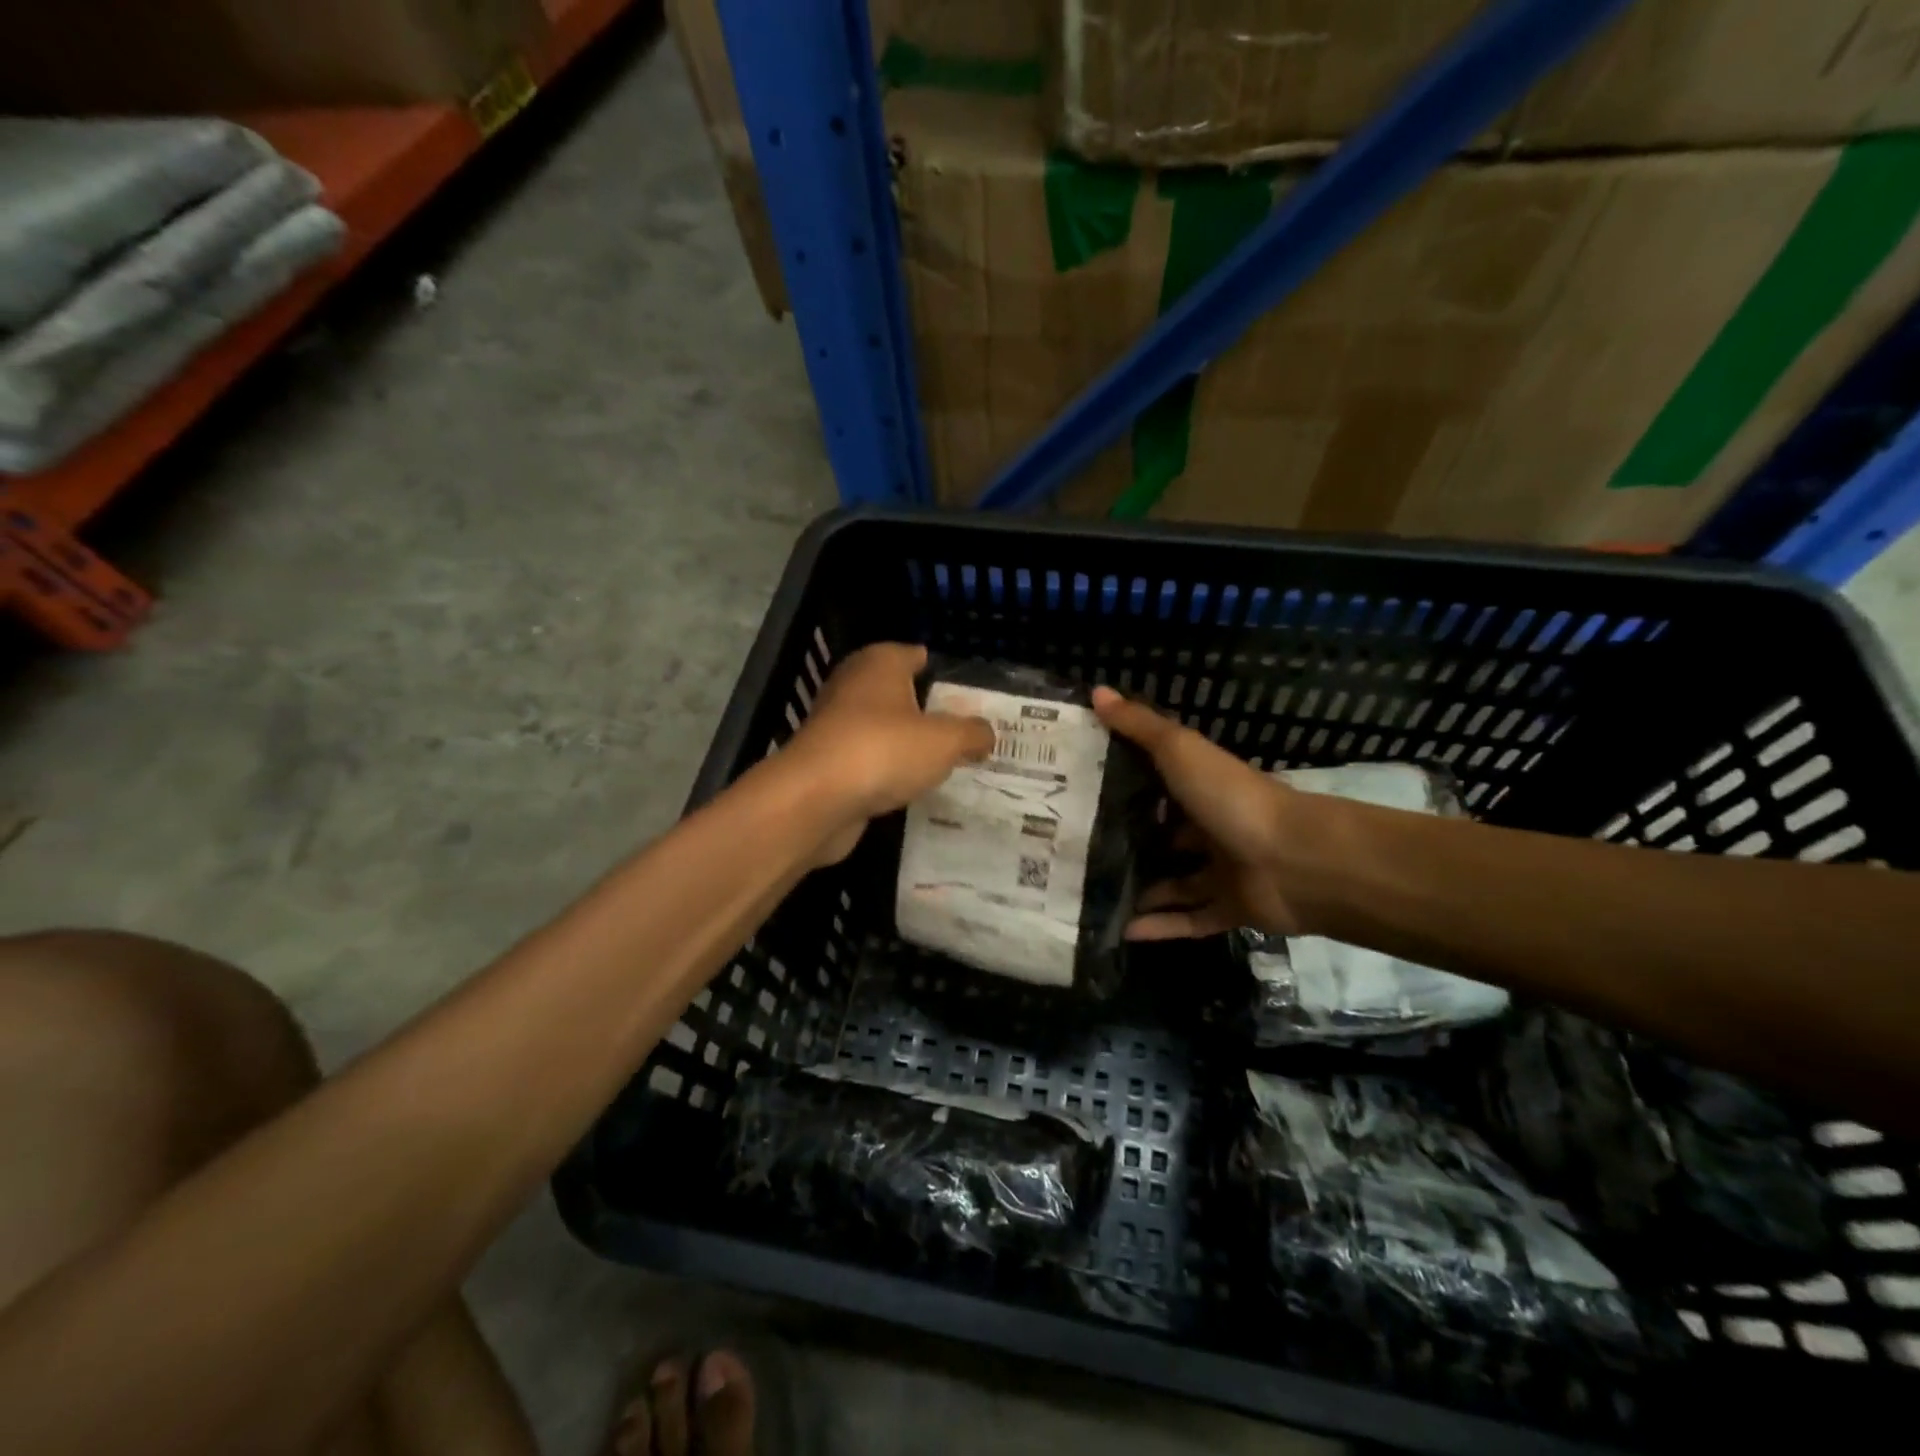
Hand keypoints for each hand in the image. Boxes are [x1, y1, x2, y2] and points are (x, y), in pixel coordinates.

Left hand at [788, 643, 994, 864]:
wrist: (815, 799)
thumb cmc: (883, 750)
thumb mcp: (945, 741)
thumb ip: (972, 734)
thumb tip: (986, 734)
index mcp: (880, 662)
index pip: (917, 655)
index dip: (944, 673)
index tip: (971, 698)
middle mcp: (853, 684)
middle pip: (900, 693)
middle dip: (928, 711)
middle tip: (964, 733)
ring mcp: (835, 723)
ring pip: (883, 728)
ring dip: (906, 744)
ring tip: (943, 763)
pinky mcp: (827, 761)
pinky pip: (868, 759)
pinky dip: (886, 770)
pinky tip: (909, 786)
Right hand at [1092, 687, 1308, 937]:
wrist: (1297, 860)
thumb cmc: (1233, 798)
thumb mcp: (1180, 751)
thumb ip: (1139, 726)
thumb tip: (1096, 691)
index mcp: (1203, 788)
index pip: (1159, 785)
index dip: (1124, 786)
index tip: (1081, 792)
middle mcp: (1212, 828)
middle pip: (1165, 837)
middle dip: (1129, 843)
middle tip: (1078, 851)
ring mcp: (1223, 871)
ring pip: (1176, 882)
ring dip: (1142, 889)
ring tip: (1092, 895)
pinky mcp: (1231, 910)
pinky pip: (1190, 920)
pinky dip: (1160, 926)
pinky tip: (1122, 930)